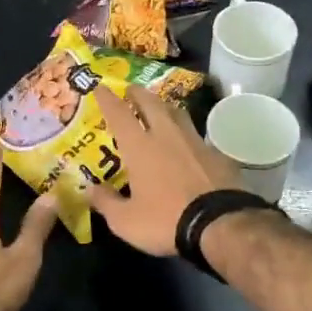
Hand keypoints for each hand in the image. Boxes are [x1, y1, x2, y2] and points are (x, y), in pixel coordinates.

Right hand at [85, 85, 243, 255]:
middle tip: (131, 90)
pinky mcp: (216, 154)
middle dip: (138, 93)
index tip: (100, 86)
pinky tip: (187, 144)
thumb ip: (106, 202)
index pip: (119, 114)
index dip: (107, 99)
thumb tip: (90, 189)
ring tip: (159, 108)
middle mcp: (167, 135)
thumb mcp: (126, 221)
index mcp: (140, 147)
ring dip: (165, 107)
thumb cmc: (166, 220)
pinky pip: (197, 136)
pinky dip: (186, 134)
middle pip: (151, 103)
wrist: (221, 224)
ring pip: (178, 113)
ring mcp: (195, 142)